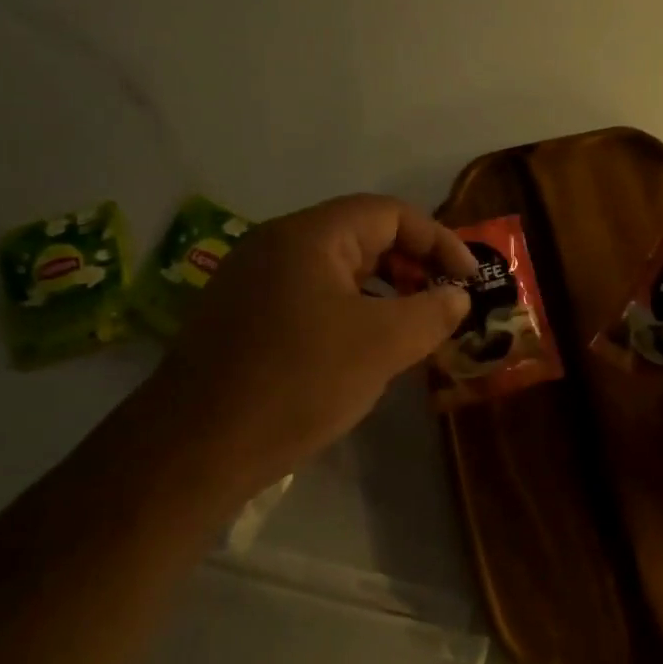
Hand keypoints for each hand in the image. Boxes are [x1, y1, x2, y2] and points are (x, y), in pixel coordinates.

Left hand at [141, 195, 474, 489]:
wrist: (193, 449)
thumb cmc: (297, 382)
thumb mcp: (382, 344)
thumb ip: (432, 312)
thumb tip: (457, 297)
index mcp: (310, 235)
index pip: (390, 214)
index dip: (439, 242)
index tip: (469, 281)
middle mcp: (276, 245)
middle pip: (362, 238)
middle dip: (412, 268)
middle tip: (445, 306)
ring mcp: (252, 282)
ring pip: (336, 273)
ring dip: (382, 294)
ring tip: (412, 332)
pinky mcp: (241, 319)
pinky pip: (310, 300)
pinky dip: (349, 314)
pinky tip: (362, 355)